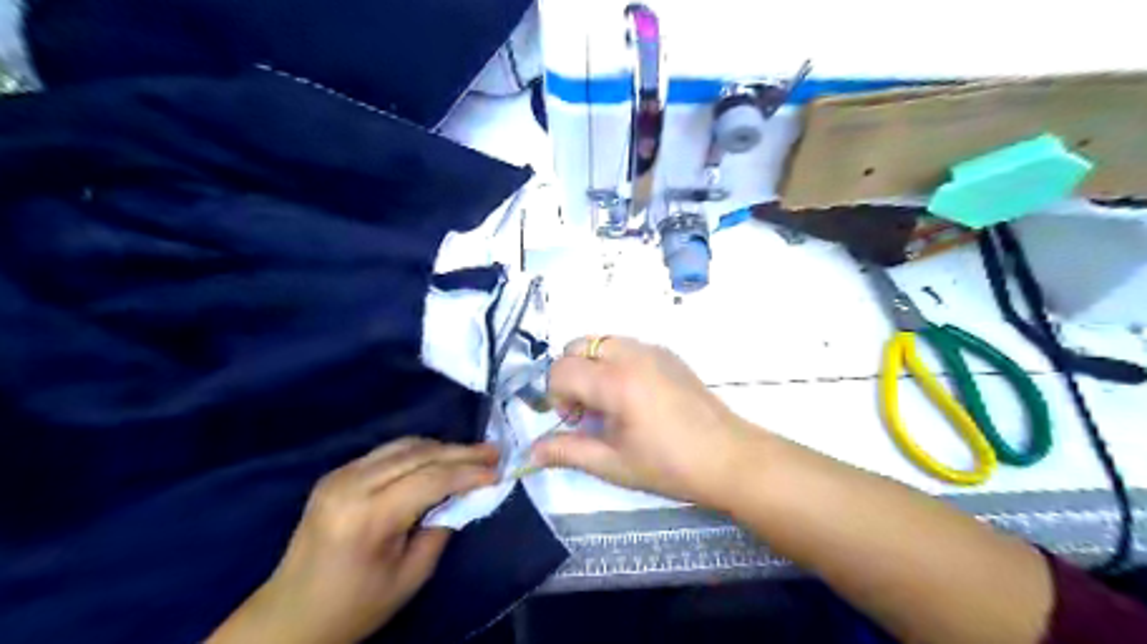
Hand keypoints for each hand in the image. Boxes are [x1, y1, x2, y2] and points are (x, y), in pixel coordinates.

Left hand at [208, 437, 498, 643]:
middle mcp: (351, 485)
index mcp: (368, 516)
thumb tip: (463, 496)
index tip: (498, 470)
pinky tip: (437, 460)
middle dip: (461, 452)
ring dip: (441, 448)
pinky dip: (418, 452)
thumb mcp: (410, 577)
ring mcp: (339, 475)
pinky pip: (386, 452)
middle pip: (418, 454)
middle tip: (494, 451)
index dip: (469, 473)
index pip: (431, 479)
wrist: (289, 616)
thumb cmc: (354, 606)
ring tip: (471, 455)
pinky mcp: (335, 475)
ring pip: (403, 446)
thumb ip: (441, 529)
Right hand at [529, 338, 758, 507]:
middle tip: (587, 410)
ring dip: (591, 366)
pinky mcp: (668, 353)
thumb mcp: (613, 464)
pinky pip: (626, 345)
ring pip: (601, 341)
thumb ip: (567, 452)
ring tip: (609, 402)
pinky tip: (633, 396)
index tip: (574, 421)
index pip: (561, 369)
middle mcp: (632, 354)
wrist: (729, 457)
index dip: (555, 395)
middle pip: (577, 345)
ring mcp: (653, 349)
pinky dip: (614, 362)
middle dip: (570, 375)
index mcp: (616, 381)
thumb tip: (530, 452)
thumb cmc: (669, 466)